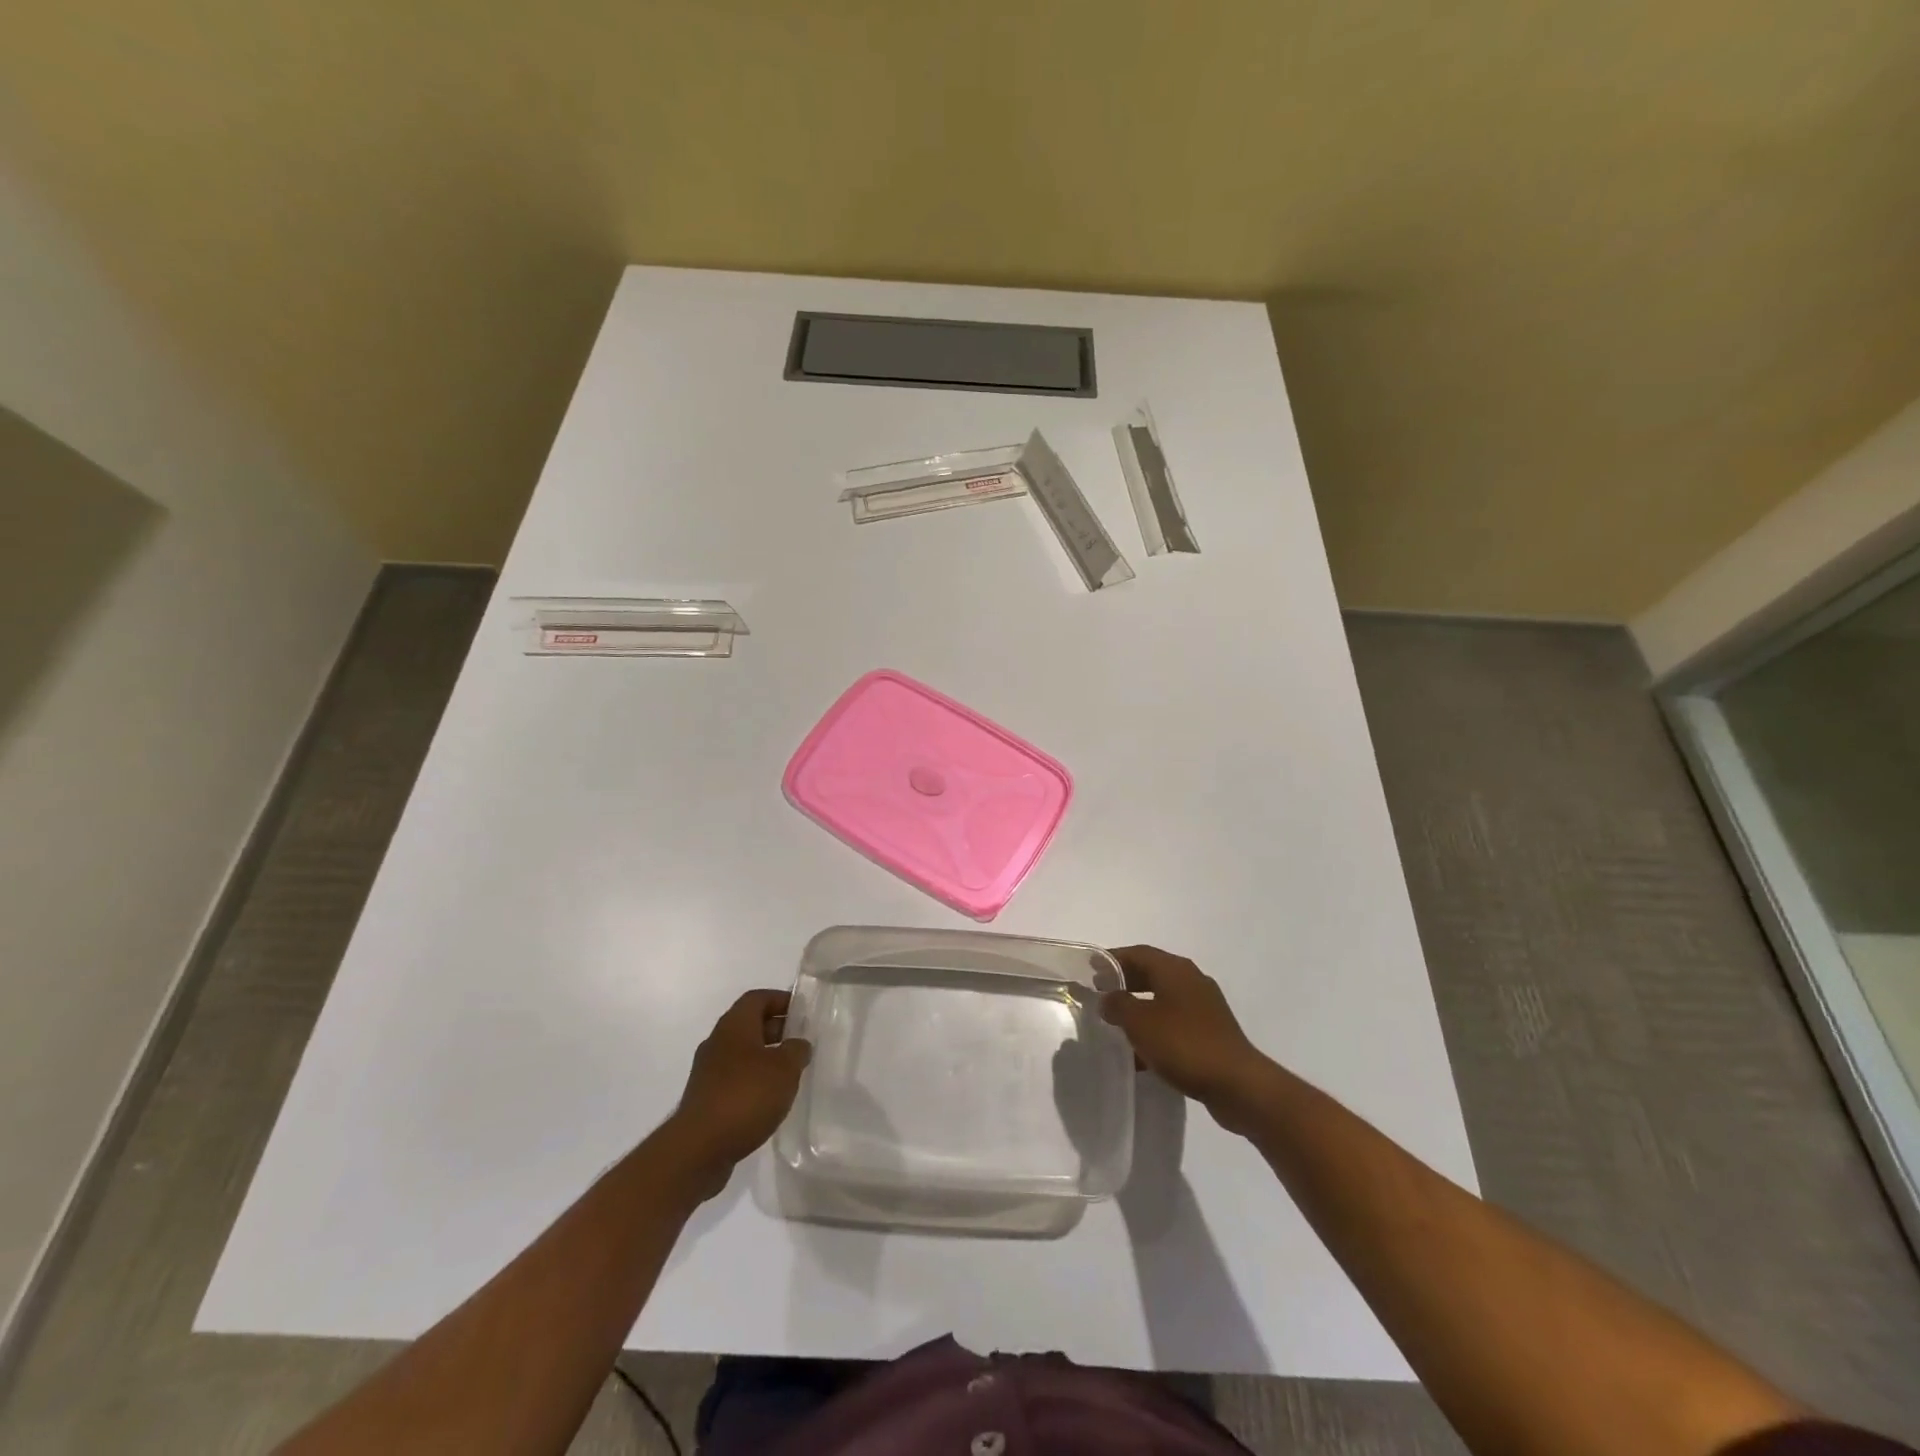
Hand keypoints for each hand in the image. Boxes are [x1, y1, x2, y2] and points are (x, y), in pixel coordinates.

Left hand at [668, 990, 810, 1189]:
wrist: (698, 1149)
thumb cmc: (745, 1096)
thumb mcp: (784, 1069)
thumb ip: (796, 1050)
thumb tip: (798, 1044)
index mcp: (734, 1025)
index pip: (758, 998)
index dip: (781, 999)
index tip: (803, 1011)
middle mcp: (718, 1042)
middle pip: (749, 1024)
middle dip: (777, 1029)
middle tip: (802, 1042)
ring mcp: (708, 1072)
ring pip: (742, 1053)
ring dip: (766, 1057)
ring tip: (791, 1072)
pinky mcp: (706, 1099)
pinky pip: (735, 1078)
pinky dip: (754, 1081)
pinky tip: (770, 1099)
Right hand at [1102, 946, 1272, 1132]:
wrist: (1237, 1085)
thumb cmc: (1184, 1044)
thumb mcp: (1140, 1022)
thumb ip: (1118, 1005)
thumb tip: (1108, 998)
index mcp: (1175, 969)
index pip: (1137, 953)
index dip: (1112, 959)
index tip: (1089, 968)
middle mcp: (1191, 981)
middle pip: (1151, 973)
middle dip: (1124, 982)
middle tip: (1099, 994)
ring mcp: (1204, 1007)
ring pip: (1163, 999)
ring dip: (1139, 1007)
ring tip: (1115, 1023)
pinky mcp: (1211, 1033)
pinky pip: (1174, 1022)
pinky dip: (1155, 1029)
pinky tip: (1140, 1053)